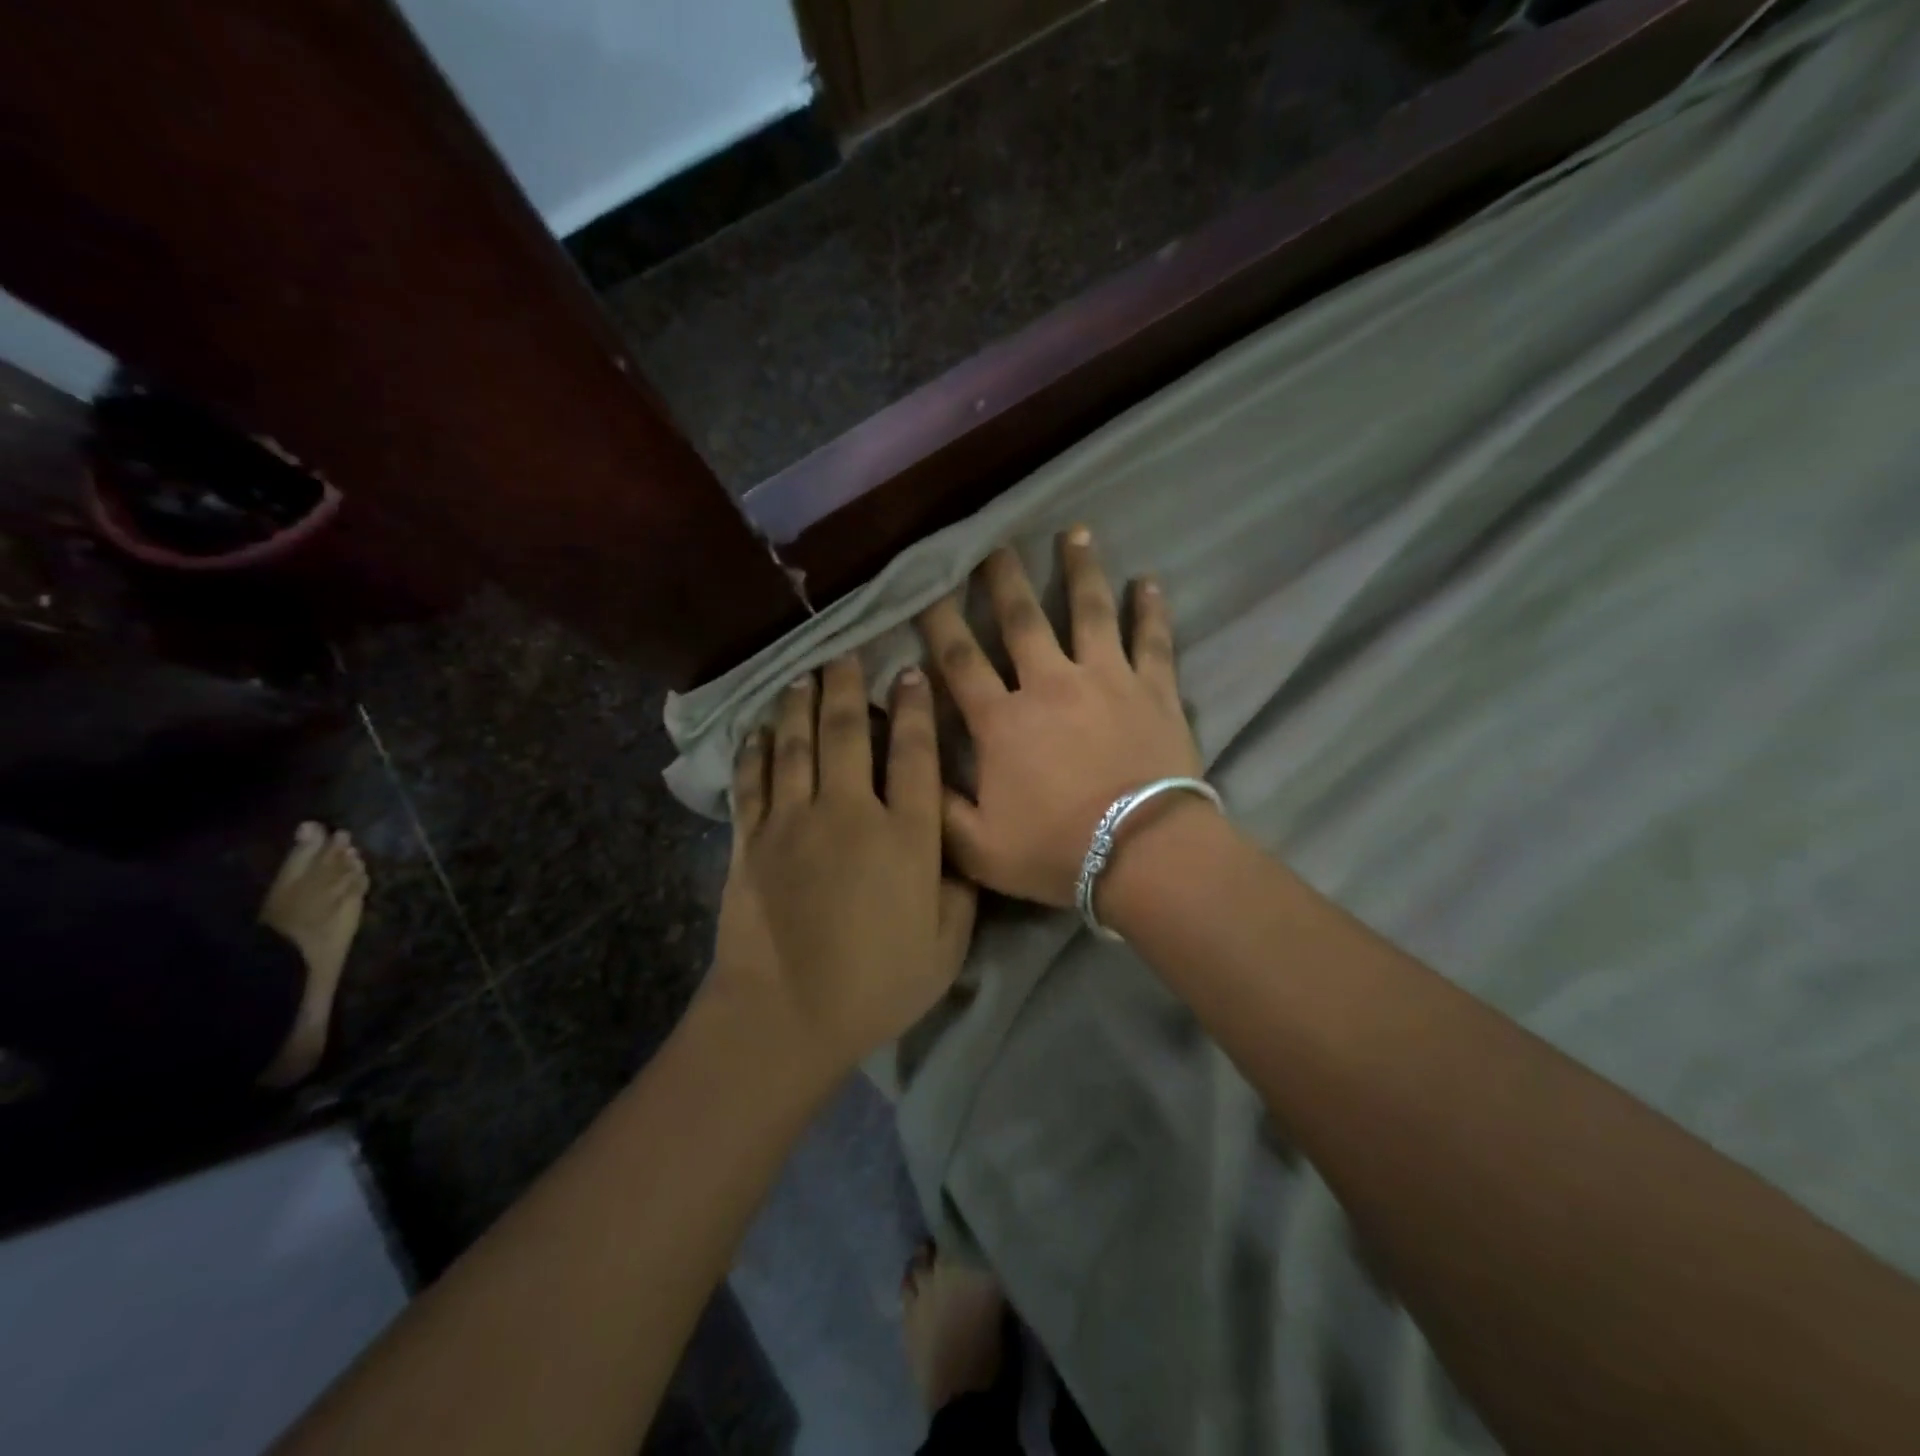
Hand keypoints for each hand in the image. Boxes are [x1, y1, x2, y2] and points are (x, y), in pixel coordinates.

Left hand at [711, 656, 977, 1074]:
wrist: (786, 1015)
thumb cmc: (876, 985)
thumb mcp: (945, 945)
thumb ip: (958, 889)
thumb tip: (956, 849)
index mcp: (905, 836)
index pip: (913, 754)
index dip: (914, 708)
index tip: (909, 673)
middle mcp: (849, 812)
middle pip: (847, 732)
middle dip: (847, 685)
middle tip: (845, 650)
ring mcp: (793, 821)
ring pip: (796, 745)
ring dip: (800, 704)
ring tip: (802, 673)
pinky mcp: (750, 839)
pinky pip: (753, 780)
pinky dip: (756, 750)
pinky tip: (759, 729)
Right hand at [917, 528, 1201, 907]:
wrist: (1143, 855)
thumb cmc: (1056, 851)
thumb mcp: (975, 849)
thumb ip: (936, 805)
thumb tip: (908, 761)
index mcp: (1003, 721)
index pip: (960, 661)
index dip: (938, 623)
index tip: (927, 589)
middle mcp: (1050, 684)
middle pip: (1022, 621)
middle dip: (1004, 581)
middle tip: (994, 545)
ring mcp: (1106, 680)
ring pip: (1089, 612)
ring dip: (1080, 570)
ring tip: (1074, 532)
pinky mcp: (1154, 691)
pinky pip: (1153, 641)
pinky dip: (1152, 610)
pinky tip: (1149, 580)